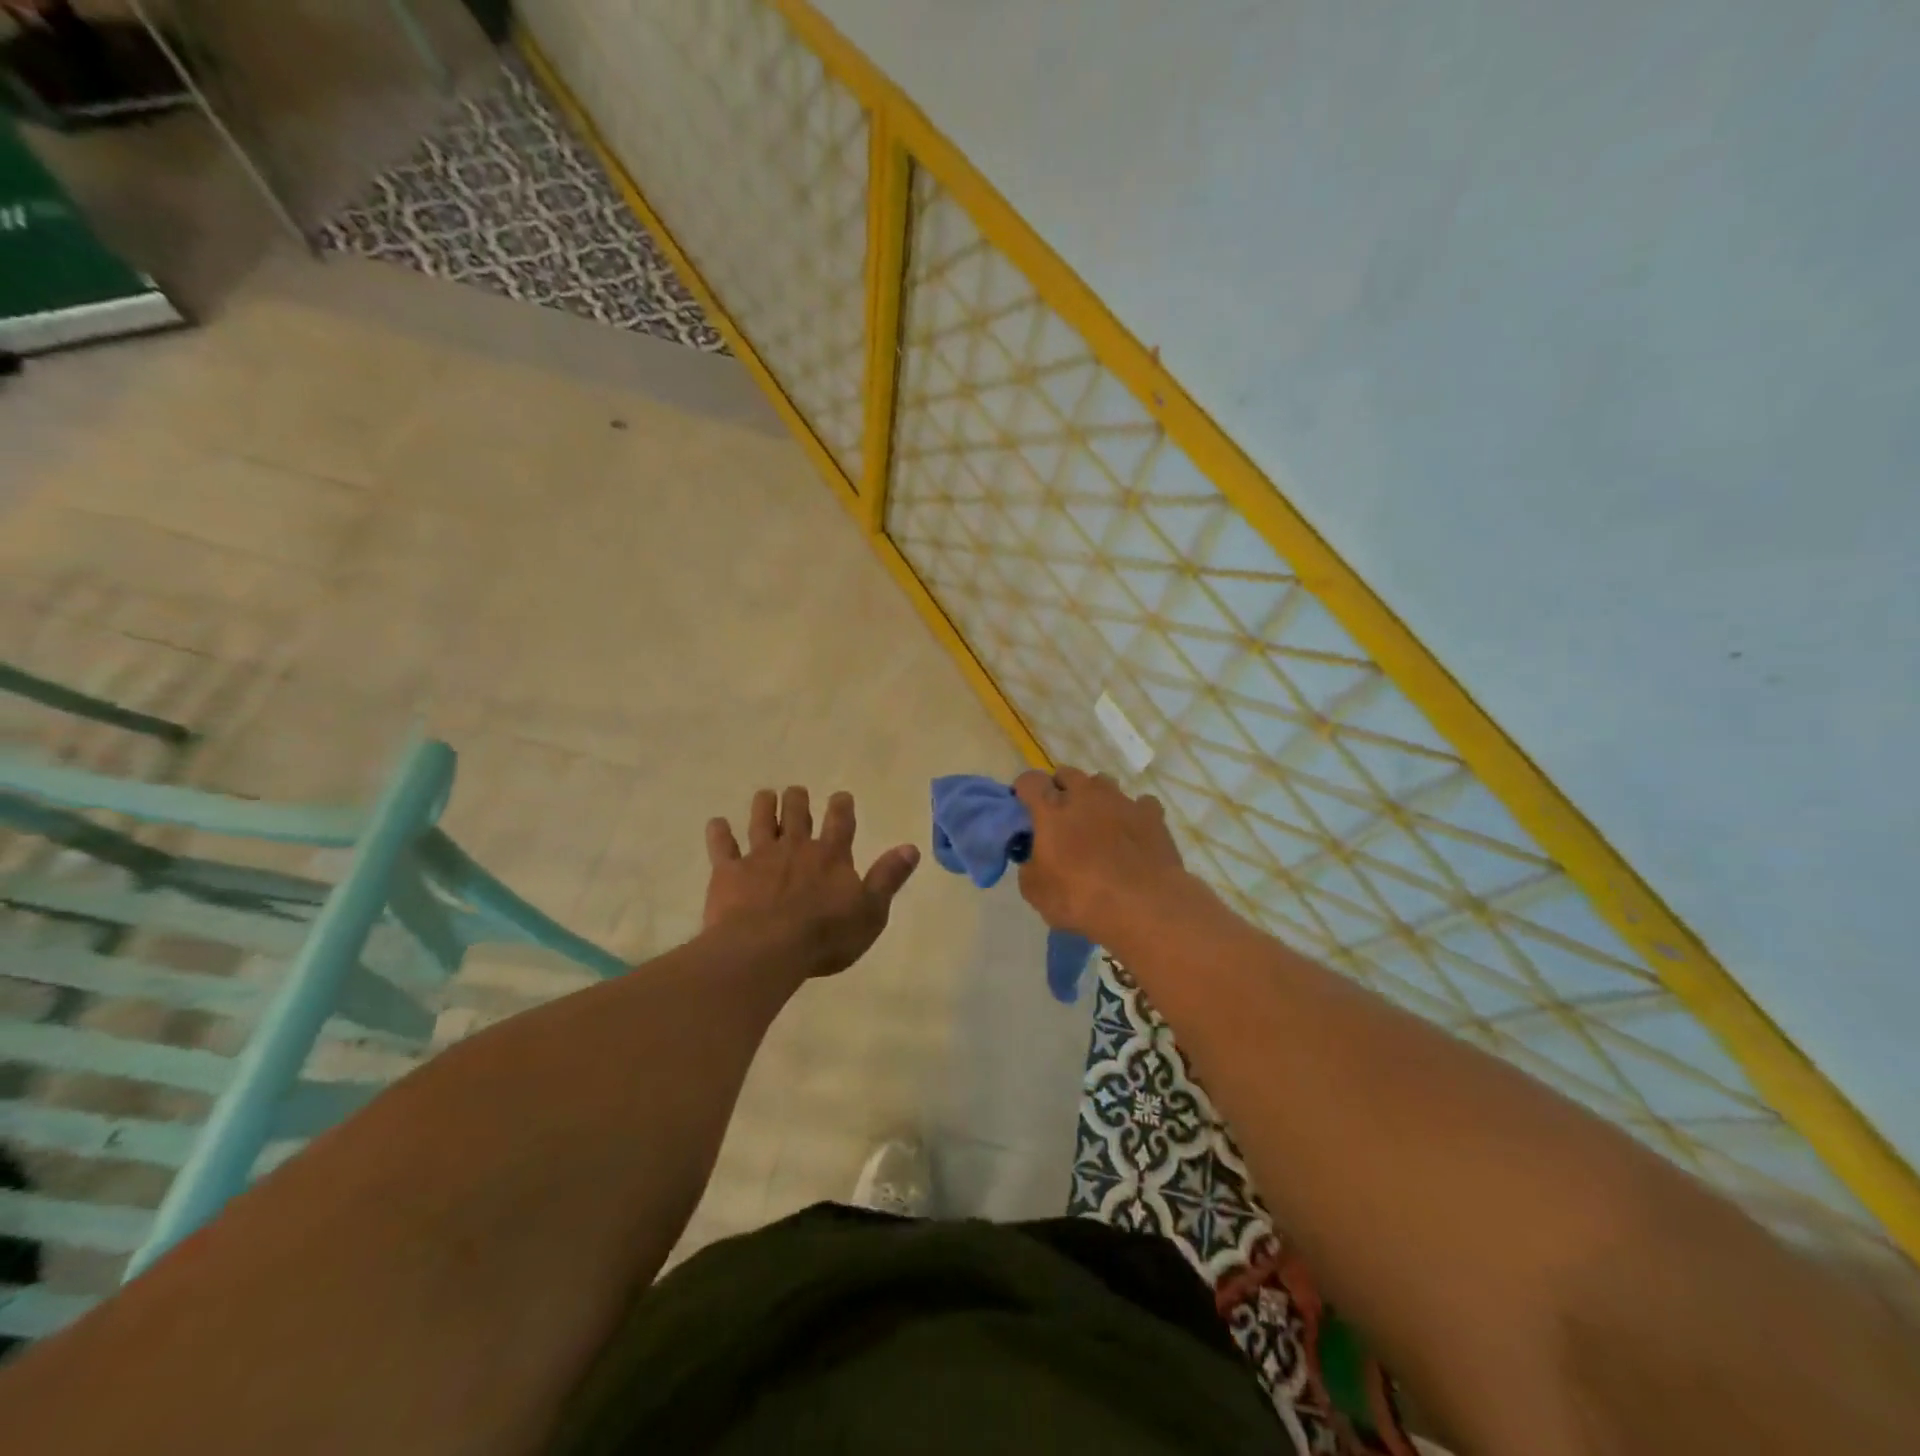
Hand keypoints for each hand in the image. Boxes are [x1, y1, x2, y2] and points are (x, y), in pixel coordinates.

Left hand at [703, 786, 919, 979]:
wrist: (767, 949)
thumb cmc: (825, 936)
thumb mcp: (871, 911)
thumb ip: (888, 877)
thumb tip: (911, 847)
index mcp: (831, 856)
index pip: (840, 822)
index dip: (841, 807)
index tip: (841, 796)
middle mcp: (796, 848)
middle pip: (796, 815)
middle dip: (797, 800)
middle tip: (796, 792)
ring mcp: (760, 857)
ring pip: (761, 822)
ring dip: (763, 806)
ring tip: (765, 795)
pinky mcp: (729, 873)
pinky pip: (722, 847)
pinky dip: (719, 834)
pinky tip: (717, 824)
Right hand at [1012, 767, 1189, 940]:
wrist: (1144, 907)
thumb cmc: (1080, 899)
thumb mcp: (1035, 892)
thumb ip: (1030, 866)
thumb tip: (1035, 859)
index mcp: (1051, 809)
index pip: (1030, 780)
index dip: (1024, 791)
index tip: (1026, 809)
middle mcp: (1085, 795)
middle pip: (1067, 774)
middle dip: (1060, 789)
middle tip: (1061, 818)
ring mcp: (1121, 801)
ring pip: (1103, 783)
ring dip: (1095, 797)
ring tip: (1098, 824)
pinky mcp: (1152, 815)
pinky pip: (1140, 803)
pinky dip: (1132, 814)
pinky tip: (1133, 834)